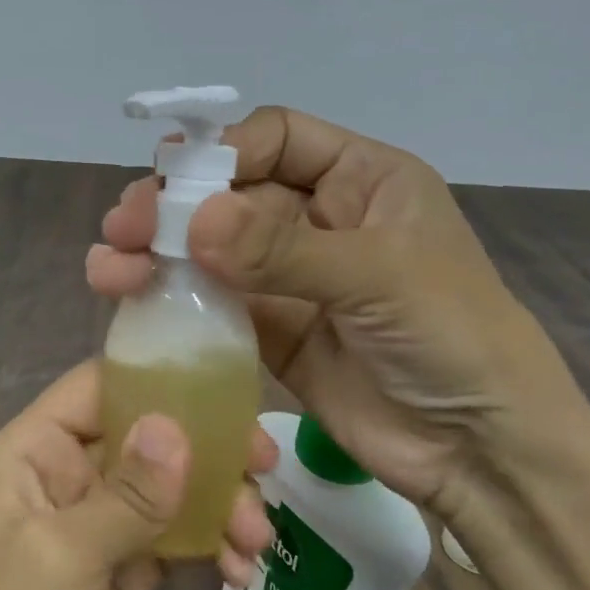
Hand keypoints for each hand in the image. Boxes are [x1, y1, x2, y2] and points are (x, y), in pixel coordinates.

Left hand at [0, 360, 275, 589]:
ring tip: (256, 537)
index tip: (222, 388)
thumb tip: (178, 426)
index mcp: (33, 452)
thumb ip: (126, 492)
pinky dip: (214, 543)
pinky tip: (240, 572)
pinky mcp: (128, 570)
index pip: (97, 388)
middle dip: (205, 447)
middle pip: (145, 434)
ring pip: (171, 486)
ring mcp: (100, 524)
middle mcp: (67, 476)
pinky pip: (180, 535)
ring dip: (220, 502)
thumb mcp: (64, 556)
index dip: (154, 378)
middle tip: (263, 462)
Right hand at [86, 105, 585, 523]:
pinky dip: (173, 300)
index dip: (225, 151)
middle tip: (122, 229)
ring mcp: (291, 277)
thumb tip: (192, 221)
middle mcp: (320, 219)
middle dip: (174, 205)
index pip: (278, 138)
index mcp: (362, 180)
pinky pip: (213, 304)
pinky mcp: (271, 331)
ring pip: (211, 250)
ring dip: (158, 253)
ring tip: (109, 268)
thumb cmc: (453, 338)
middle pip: (232, 194)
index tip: (176, 182)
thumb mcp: (379, 277)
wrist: (480, 451)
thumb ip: (284, 249)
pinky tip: (130, 300)